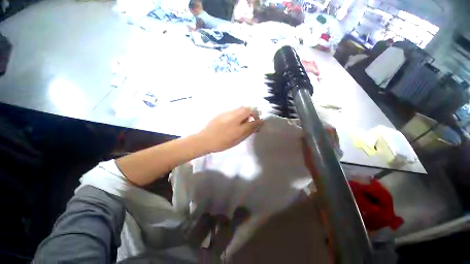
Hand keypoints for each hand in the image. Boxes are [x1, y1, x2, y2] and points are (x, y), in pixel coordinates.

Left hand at [197, 107, 263, 152]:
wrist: (205, 139)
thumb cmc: (222, 141)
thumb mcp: (238, 138)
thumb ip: (249, 129)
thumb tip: (258, 123)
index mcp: (238, 120)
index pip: (252, 114)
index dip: (258, 118)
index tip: (259, 123)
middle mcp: (233, 114)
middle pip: (247, 108)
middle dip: (252, 113)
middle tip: (251, 122)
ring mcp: (227, 112)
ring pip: (240, 109)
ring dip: (245, 113)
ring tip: (243, 123)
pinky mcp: (222, 113)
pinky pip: (234, 111)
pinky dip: (238, 114)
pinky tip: (234, 122)